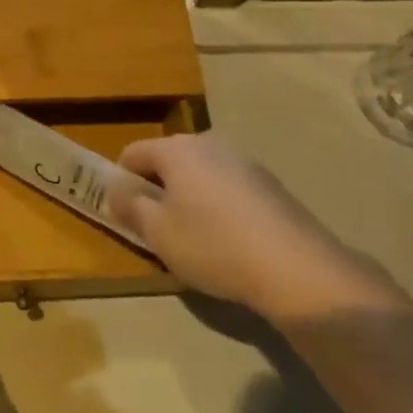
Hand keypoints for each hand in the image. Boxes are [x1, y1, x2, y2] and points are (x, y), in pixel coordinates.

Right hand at [110, 133, 368, 318]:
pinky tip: (229, 239)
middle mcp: (209, 143)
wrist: (296, 269)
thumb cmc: (214, 246)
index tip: (125, 212)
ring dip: (189, 196)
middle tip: (158, 227)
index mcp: (176, 148)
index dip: (121, 181)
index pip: (133, 153)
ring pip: (200, 172)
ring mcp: (244, 160)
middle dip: (158, 187)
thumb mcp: (158, 233)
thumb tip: (115, 190)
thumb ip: (130, 206)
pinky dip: (219, 204)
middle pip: (168, 159)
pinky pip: (228, 186)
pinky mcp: (270, 183)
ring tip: (195, 236)